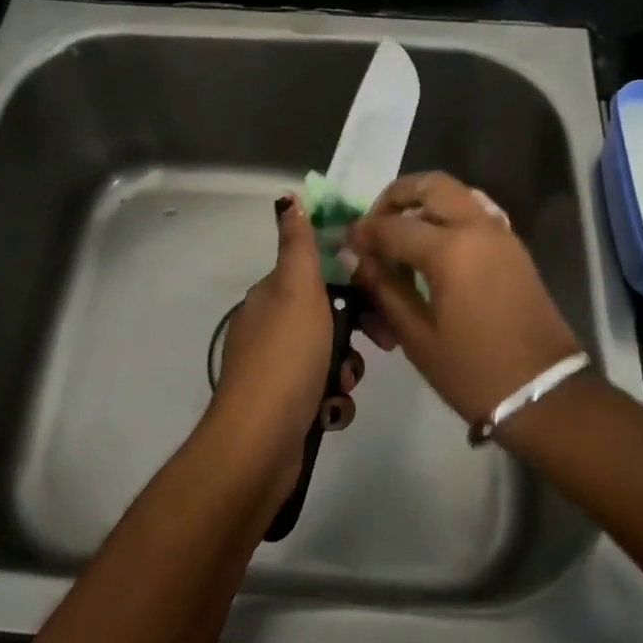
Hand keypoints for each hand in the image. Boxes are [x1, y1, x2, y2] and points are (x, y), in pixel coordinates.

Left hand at [208, 195, 364, 505]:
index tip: (382, 294)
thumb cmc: (286, 357)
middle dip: (357, 331)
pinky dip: (333, 400)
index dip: (353, 280)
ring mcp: (278, 368)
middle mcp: (272, 327)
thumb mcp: (297, 290)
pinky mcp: (287, 405)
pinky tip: (330, 412)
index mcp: (272, 295)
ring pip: (332, 355)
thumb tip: (288, 198)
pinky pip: (324, 392)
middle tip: (383, 344)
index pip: (319, 273)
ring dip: (346, 369)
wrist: (259, 444)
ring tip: (343, 385)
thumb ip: (298, 245)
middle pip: (330, 315)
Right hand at [347, 173, 581, 426]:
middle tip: (377, 224)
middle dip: (396, 196)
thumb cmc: (474, 371)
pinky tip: (434, 248)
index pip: (392, 226)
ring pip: (456, 193)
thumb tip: (356, 258)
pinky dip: (449, 215)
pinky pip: (475, 211)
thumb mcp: (418, 335)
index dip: (363, 232)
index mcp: (450, 249)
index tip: (345, 242)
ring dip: (425, 202)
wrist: (545, 393)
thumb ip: (384, 288)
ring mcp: (500, 233)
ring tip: (403, 234)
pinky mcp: (513, 246)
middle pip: (430, 185)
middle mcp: (476, 227)